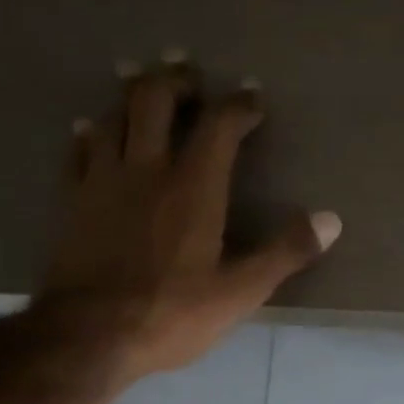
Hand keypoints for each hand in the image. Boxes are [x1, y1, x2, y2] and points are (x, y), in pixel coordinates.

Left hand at [41, 57, 340, 379]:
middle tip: (188, 69)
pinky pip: (80, 151)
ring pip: (114, 116)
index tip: (253, 97)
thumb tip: (330, 219)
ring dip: (131, 93)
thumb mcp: (240, 292)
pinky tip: (91, 129)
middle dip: (176, 78)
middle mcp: (147, 169)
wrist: (89, 335)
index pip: (220, 126)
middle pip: (155, 100)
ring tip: (141, 81)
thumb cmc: (172, 314)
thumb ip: (285, 252)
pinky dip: (90, 132)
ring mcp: (104, 182)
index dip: (239, 105)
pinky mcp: (73, 201)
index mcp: (193, 187)